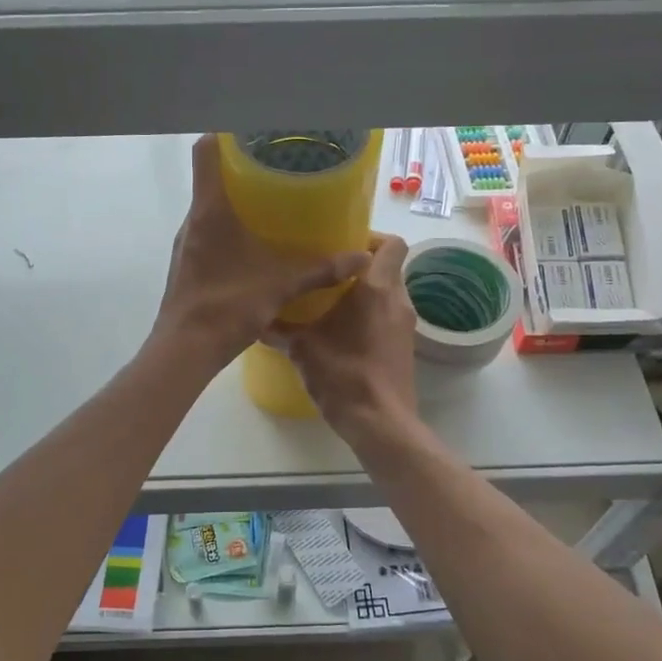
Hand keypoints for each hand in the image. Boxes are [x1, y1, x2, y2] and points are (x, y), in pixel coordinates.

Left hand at [152, 136, 371, 370]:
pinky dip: (227, 227)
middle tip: (275, 165)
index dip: (224, 132)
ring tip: (269, 202)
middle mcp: (192, 219)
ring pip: (208, 207)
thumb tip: (361, 258)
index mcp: (210, 210)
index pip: (206, 151)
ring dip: (234, 200)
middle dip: (240, 167)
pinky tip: (252, 244)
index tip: (251, 129)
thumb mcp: (280, 285)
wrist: (184, 349)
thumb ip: (320, 269)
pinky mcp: (185, 262)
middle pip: (209, 177)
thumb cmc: (228, 306)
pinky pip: (206, 231)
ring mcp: (185, 242)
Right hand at [267, 234, 418, 441]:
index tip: (342, 245)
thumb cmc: (343, 374)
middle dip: (361, 267)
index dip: (371, 238)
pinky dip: (370, 317)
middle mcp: (398, 300)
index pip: (392, 243)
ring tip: (330, 302)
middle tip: (327, 272)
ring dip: (365, 294)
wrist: (380, 423)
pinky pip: (388, 318)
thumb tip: (255, 319)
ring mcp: (405, 326)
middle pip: (389, 268)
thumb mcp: (302, 348)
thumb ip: (279, 329)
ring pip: (389, 294)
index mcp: (376, 288)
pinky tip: (342, 333)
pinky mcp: (405, 348)